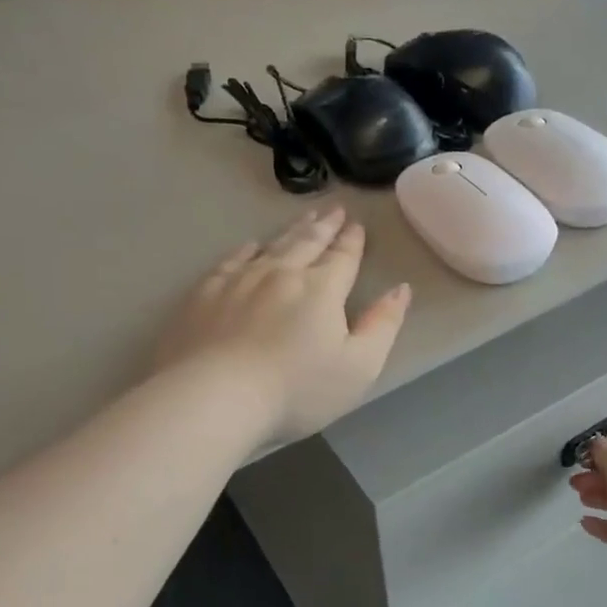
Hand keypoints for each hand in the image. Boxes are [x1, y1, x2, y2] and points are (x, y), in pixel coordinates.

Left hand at [155, 206, 410, 445]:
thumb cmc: (296, 390)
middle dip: (324, 226)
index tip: (357, 224)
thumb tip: (401, 290)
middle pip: (308, 243)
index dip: (352, 241)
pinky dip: (247, 249)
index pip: (342, 258)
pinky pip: (231, 260)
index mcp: (321, 290)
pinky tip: (251, 246)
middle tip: (334, 209)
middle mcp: (282, 274)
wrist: (216, 397)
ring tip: (304, 218)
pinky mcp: (205, 294)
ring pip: (272, 246)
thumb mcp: (359, 367)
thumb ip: (382, 326)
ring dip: (292, 231)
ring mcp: (239, 280)